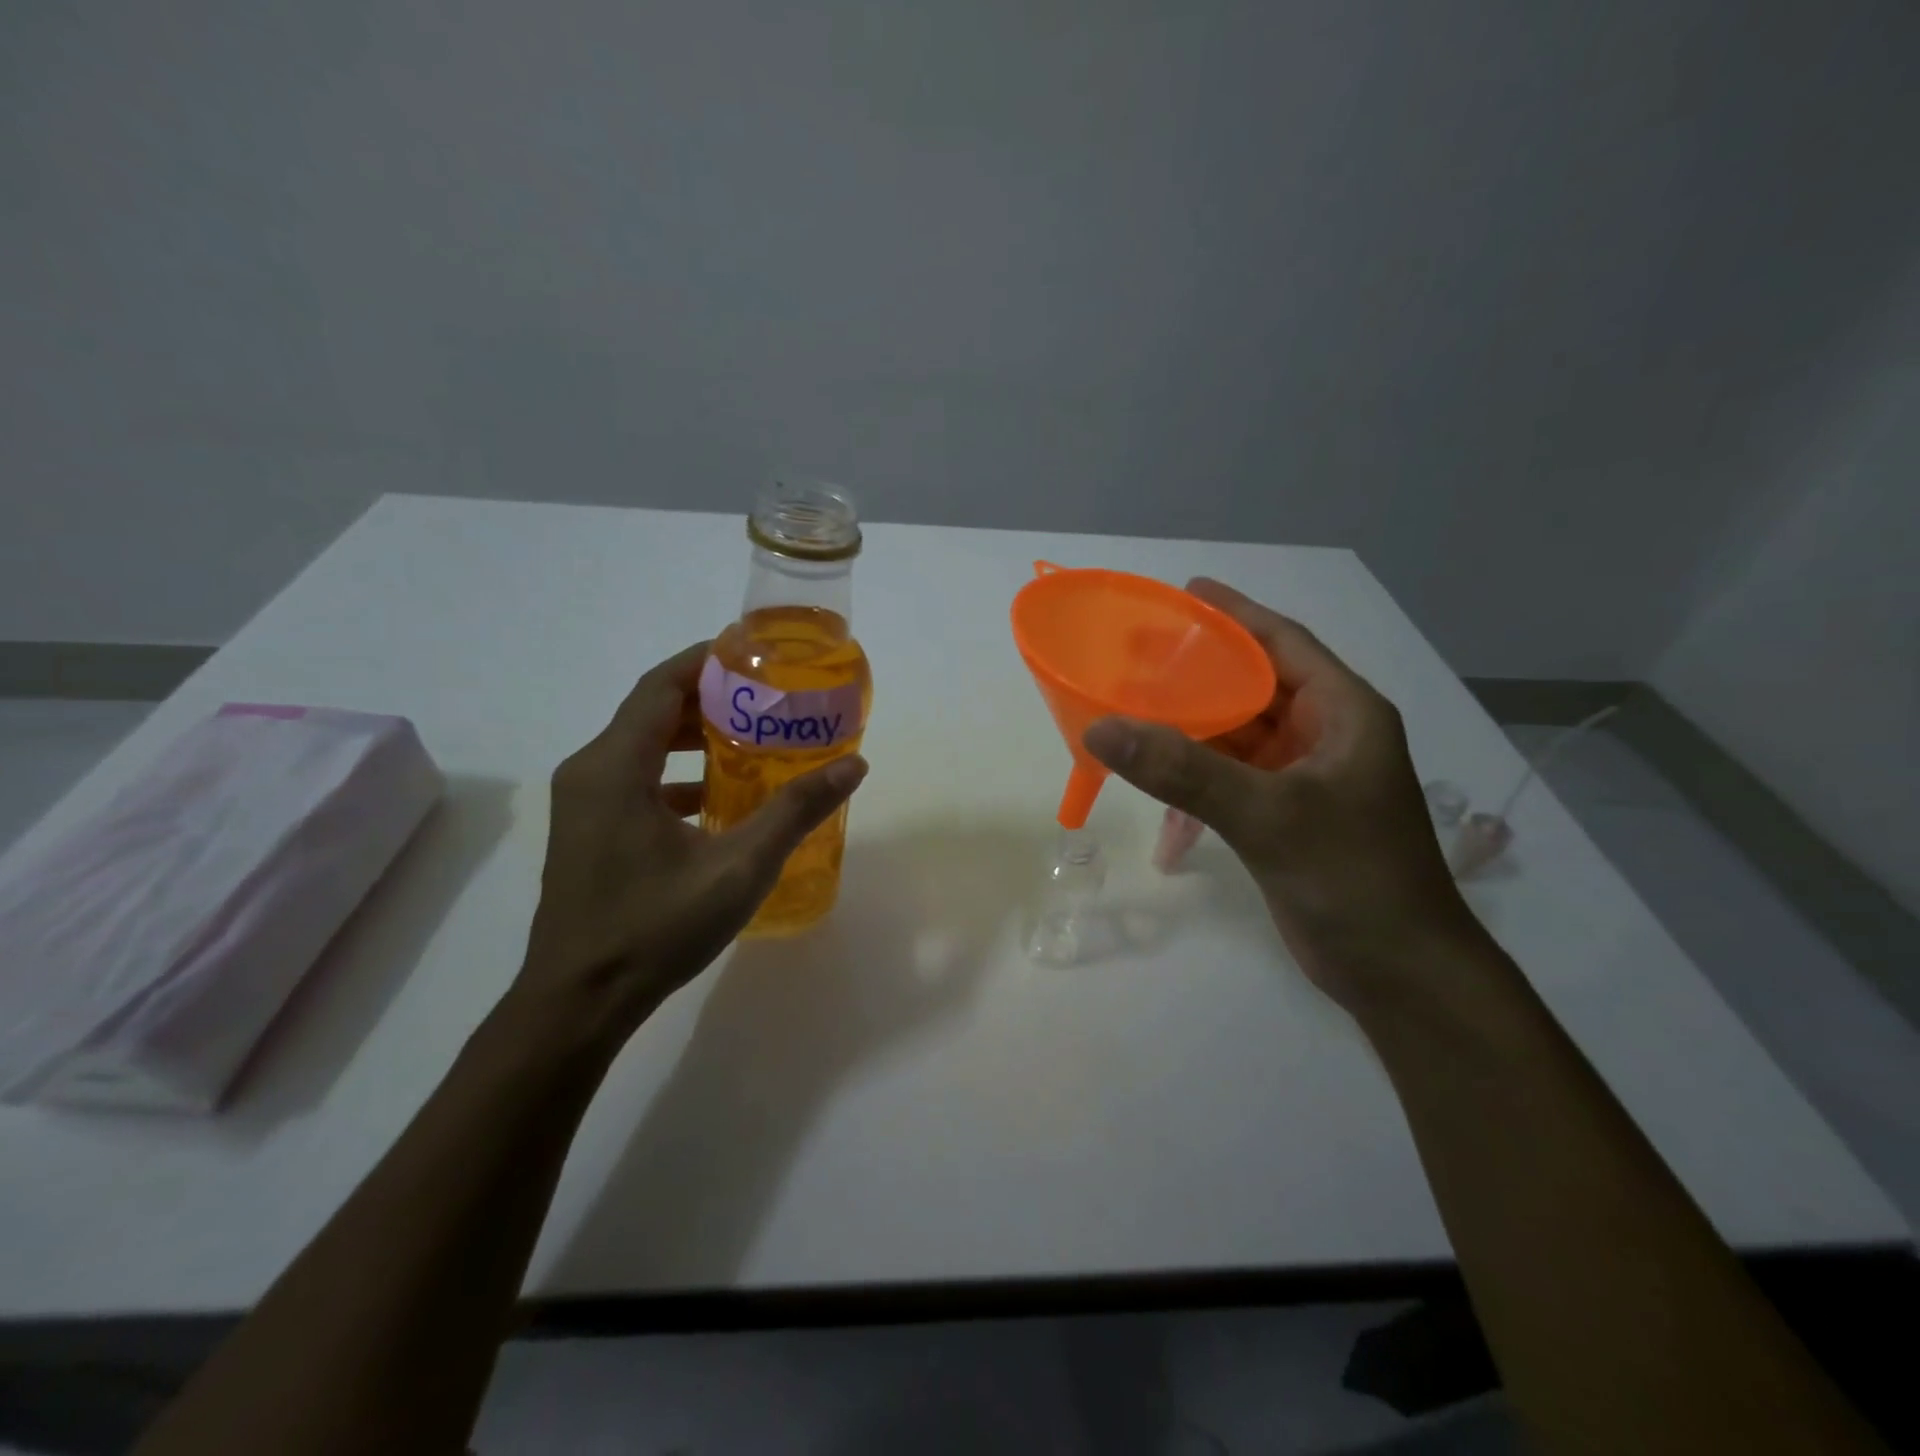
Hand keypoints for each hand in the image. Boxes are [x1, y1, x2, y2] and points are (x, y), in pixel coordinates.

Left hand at [513, 643, 867, 1041]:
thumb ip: (796, 810)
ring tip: (754, 739)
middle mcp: (591, 772)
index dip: (708, 660)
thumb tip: (853, 765)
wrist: (578, 1002)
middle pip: (653, 710)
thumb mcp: (739, 867)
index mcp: (616, 766)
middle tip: (769, 699)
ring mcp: (584, 803)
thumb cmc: (655, 928)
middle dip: (711, 698)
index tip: (757, 654)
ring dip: (695, 736)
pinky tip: (720, 798)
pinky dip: (678, 773)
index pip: (662, 685)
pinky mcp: (589, 830)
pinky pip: (636, 779)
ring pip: (643, 746)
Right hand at [1083, 579, 1479, 1010]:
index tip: (1184, 592)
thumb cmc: (1354, 878)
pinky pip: (1230, 782)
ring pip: (1236, 737)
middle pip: (1253, 687)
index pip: (1283, 643)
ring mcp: (1304, 780)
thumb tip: (1102, 728)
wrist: (1399, 974)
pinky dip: (1195, 786)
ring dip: (1190, 732)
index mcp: (1343, 713)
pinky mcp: (1284, 818)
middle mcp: (1325, 737)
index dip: (1234, 614)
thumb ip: (1184, 770)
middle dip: (1197, 674)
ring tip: (1132, 714)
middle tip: (1135, 656)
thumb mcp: (1268, 815)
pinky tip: (1161, 807)